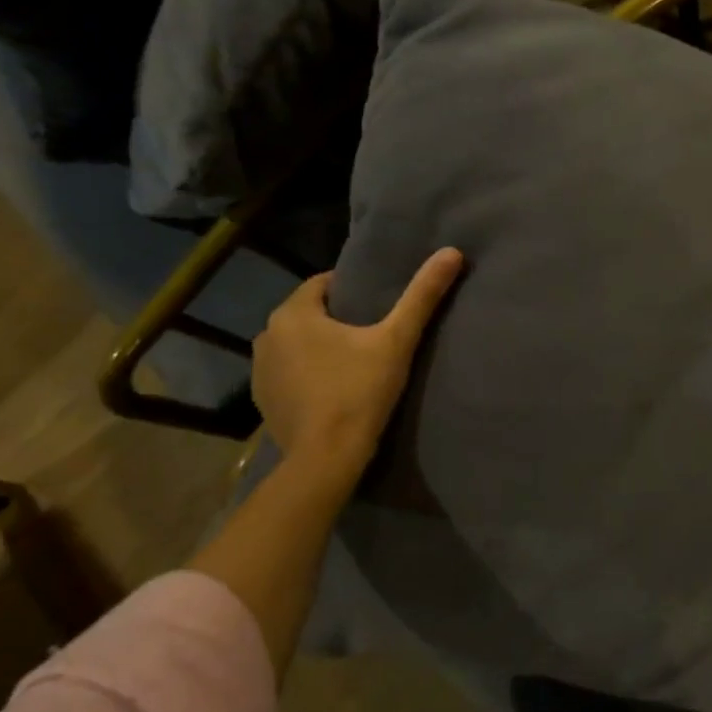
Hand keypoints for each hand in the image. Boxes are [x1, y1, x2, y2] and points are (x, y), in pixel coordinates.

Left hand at [252, 248, 465, 471]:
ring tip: (353, 363)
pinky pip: (288, 372)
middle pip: (308, 313)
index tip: (378, 308)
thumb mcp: (396, 341)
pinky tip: (331, 390)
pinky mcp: (262, 400)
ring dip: (318, 347)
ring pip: (296, 343)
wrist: (326, 459)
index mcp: (294, 313)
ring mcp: (260, 370)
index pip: (323, 284)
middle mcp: (267, 334)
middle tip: (371, 336)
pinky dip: (305, 374)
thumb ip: (421, 296)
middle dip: (336, 319)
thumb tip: (451, 252)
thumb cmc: (360, 392)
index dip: (353, 291)